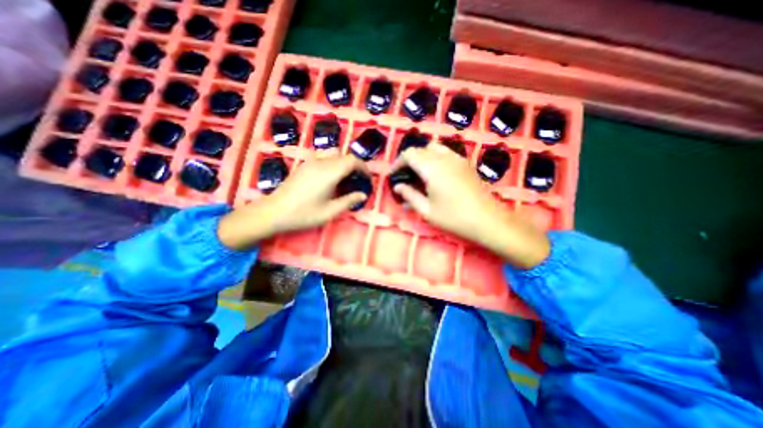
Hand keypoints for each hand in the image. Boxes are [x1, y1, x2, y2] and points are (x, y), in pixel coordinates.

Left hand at [217, 152, 370, 250]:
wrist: (274, 212)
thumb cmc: (303, 214)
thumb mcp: (329, 212)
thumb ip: (348, 201)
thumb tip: (362, 195)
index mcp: (329, 173)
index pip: (352, 161)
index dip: (363, 168)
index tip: (367, 179)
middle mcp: (321, 162)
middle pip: (344, 156)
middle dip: (355, 166)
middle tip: (358, 181)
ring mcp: (311, 162)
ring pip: (334, 155)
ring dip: (344, 163)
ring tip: (345, 179)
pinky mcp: (304, 165)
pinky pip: (324, 158)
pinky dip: (333, 164)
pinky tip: (330, 179)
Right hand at [394, 146, 548, 268]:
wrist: (488, 220)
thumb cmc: (454, 218)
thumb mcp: (427, 210)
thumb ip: (410, 195)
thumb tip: (398, 187)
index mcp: (432, 168)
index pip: (409, 154)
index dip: (398, 163)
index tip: (393, 175)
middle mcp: (444, 158)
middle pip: (421, 149)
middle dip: (409, 160)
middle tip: (405, 176)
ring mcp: (457, 159)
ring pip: (434, 148)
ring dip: (422, 157)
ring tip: (419, 173)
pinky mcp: (466, 164)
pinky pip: (446, 153)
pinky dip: (435, 158)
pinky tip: (436, 174)